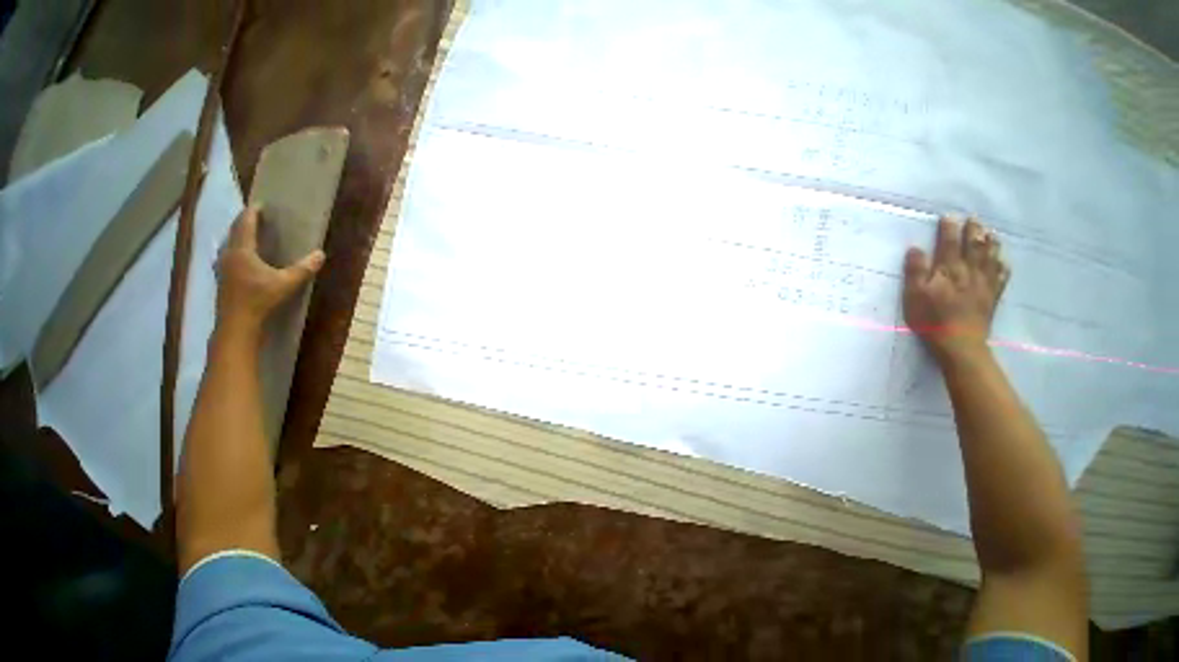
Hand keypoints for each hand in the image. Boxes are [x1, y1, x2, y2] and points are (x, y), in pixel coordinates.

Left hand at [215, 206, 324, 337]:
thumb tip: (320, 254)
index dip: (252, 213)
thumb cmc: (261, 299)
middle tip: (256, 216)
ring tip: (251, 234)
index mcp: (242, 251)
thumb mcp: (288, 283)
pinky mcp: (223, 278)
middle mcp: (228, 255)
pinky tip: (244, 257)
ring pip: (229, 244)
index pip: (245, 225)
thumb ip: (304, 268)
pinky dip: (237, 249)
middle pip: (234, 232)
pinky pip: (229, 256)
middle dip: (244, 222)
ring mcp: (223, 267)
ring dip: (239, 236)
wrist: (238, 323)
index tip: (260, 204)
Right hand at [903, 216, 1008, 361]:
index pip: (948, 244)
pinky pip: (1001, 275)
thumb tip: (915, 248)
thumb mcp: (913, 295)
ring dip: (990, 242)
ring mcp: (984, 283)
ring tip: (990, 232)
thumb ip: (915, 271)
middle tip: (973, 218)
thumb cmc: (930, 318)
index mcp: (948, 270)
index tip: (948, 216)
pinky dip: (1002, 265)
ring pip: (990, 257)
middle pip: (973, 246)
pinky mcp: (992, 296)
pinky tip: (1002, 260)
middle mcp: (969, 271)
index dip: (948, 229)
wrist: (959, 342)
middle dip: (973, 230)